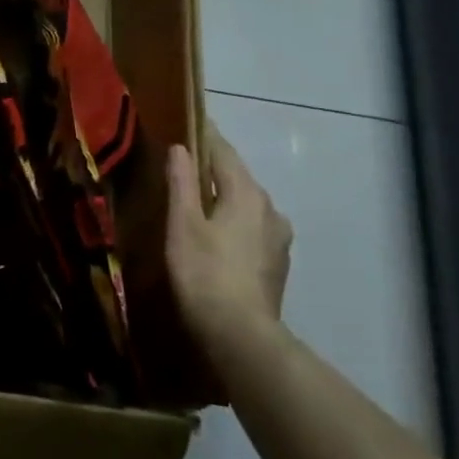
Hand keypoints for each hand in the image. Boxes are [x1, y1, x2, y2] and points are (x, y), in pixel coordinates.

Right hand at [165, 119, 293, 363]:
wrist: (241, 335)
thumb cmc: (204, 272)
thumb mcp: (182, 224)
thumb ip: (182, 183)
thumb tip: (180, 148)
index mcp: (247, 193)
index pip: (224, 152)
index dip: (205, 136)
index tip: (189, 123)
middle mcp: (270, 208)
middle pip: (238, 177)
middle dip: (214, 168)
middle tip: (185, 164)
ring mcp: (278, 237)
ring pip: (247, 203)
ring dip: (225, 196)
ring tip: (198, 200)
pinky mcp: (277, 262)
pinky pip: (252, 227)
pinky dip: (234, 221)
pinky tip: (217, 234)